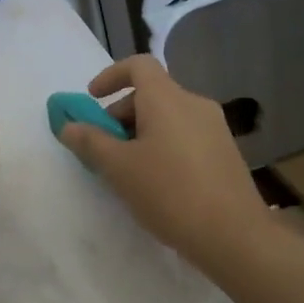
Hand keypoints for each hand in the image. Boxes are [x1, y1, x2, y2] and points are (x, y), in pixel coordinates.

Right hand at [56, 55, 268, 269]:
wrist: (235, 237)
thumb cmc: (169, 192)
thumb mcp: (118, 167)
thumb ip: (89, 141)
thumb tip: (68, 125)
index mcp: (167, 99)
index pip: (138, 65)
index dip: (110, 75)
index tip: (92, 99)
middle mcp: (194, 104)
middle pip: (150, 93)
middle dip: (120, 114)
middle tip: (103, 146)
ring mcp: (214, 129)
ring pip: (167, 116)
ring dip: (140, 132)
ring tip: (126, 169)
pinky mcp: (225, 153)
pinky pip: (184, 135)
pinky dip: (162, 145)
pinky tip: (156, 182)